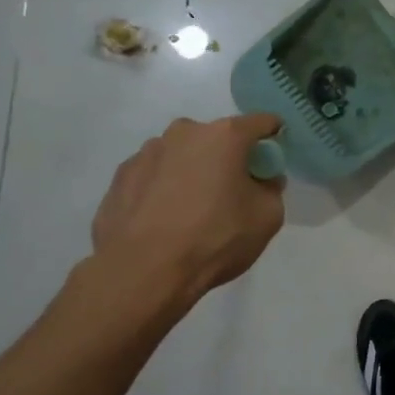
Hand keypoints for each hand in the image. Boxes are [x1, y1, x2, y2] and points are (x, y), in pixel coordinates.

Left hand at [91, 114, 285, 300]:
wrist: (143, 271)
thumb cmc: (214, 239)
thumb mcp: (267, 218)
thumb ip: (271, 190)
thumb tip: (262, 180)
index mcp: (224, 136)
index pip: (260, 122)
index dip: (273, 134)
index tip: (274, 155)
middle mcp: (184, 133)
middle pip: (217, 138)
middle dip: (228, 157)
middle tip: (232, 191)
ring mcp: (146, 152)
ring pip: (182, 155)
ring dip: (192, 171)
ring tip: (192, 210)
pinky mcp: (120, 176)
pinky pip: (154, 175)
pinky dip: (163, 189)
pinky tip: (164, 219)